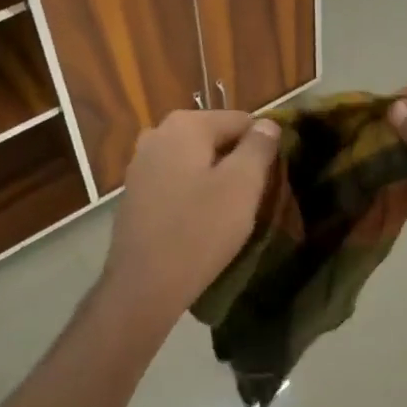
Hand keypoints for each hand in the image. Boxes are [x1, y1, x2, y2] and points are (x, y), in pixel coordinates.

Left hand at [100, 110, 281, 327]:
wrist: (144, 286)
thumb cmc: (200, 231)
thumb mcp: (242, 186)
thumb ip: (258, 147)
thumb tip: (267, 123)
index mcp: (185, 125)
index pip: (240, 120)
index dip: (261, 146)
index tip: (271, 178)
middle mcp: (158, 133)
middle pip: (214, 137)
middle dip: (236, 161)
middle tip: (252, 197)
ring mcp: (141, 163)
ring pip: (194, 160)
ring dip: (214, 177)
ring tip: (229, 210)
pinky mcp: (135, 192)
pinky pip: (175, 179)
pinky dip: (192, 191)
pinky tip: (201, 220)